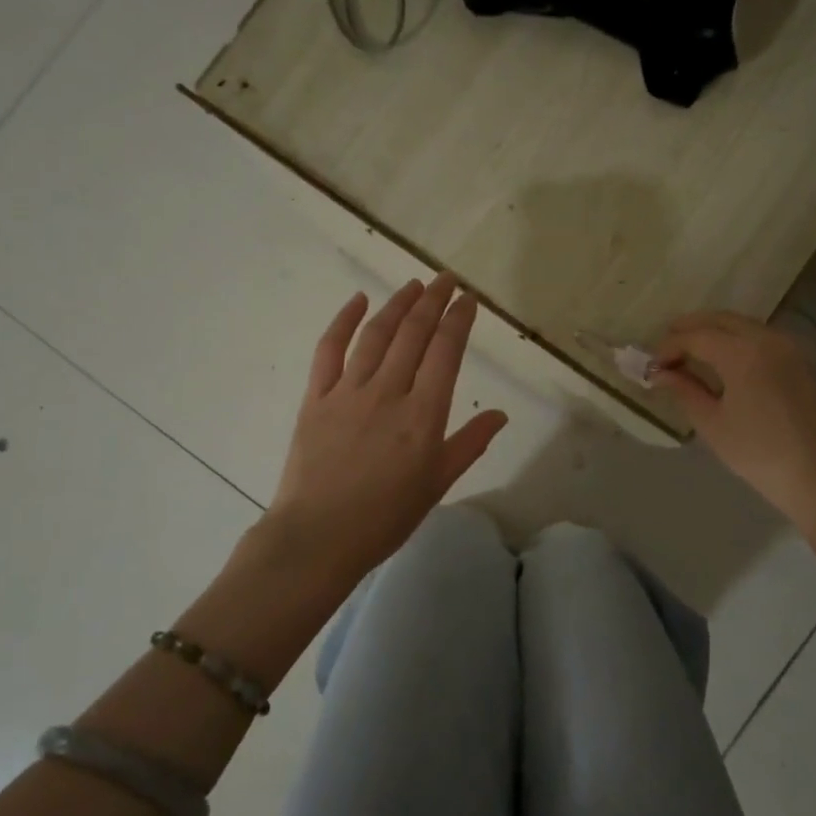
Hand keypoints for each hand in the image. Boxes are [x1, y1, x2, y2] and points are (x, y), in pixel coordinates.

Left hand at [266, 273, 508, 585]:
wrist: (318, 536)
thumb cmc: (385, 517)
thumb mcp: (437, 484)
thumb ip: (469, 444)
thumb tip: (499, 413)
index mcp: (423, 415)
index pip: (446, 352)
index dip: (459, 320)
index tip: (468, 298)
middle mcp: (388, 392)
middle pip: (413, 334)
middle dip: (433, 301)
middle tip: (446, 279)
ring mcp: (348, 391)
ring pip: (376, 334)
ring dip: (397, 304)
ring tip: (413, 284)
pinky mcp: (316, 397)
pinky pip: (329, 349)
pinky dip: (342, 320)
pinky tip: (357, 300)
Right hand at [654, 311, 815, 526]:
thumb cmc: (759, 452)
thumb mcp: (712, 423)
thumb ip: (684, 390)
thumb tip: (661, 373)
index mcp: (741, 353)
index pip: (695, 336)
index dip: (669, 347)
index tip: (652, 366)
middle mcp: (766, 338)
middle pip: (719, 319)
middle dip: (689, 329)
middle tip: (665, 350)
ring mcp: (787, 346)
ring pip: (741, 324)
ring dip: (712, 331)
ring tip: (689, 354)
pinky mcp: (798, 359)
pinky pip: (759, 336)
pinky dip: (734, 339)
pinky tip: (722, 360)